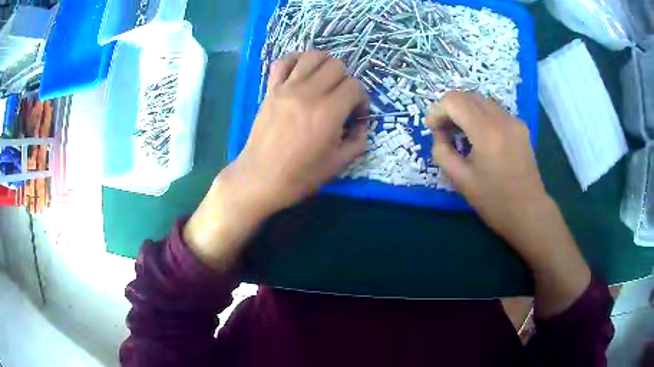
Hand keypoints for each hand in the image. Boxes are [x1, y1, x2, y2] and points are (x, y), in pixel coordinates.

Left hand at [238, 51, 368, 213]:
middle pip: (336, 65)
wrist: (261, 178)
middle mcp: (308, 93)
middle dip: (345, 80)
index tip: (355, 115)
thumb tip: (361, 124)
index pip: (355, 86)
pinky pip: (283, 62)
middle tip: (340, 99)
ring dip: (325, 65)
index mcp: (328, 112)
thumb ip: (358, 141)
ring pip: (313, 56)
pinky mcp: (271, 89)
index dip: (361, 99)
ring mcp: (286, 88)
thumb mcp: (338, 164)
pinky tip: (301, 73)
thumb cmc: (300, 175)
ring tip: (324, 81)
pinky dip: (295, 61)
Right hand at [427, 91, 590, 317]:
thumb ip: (442, 152)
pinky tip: (479, 134)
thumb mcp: (461, 181)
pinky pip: (494, 109)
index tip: (433, 128)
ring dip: (464, 109)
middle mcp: (502, 119)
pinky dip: (479, 114)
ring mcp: (514, 120)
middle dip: (449, 108)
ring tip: (459, 132)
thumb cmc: (495, 202)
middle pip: (467, 95)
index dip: (437, 110)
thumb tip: (439, 134)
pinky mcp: (520, 125)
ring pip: (481, 99)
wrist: (529, 212)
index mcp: (486, 133)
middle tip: (444, 130)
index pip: (454, 101)